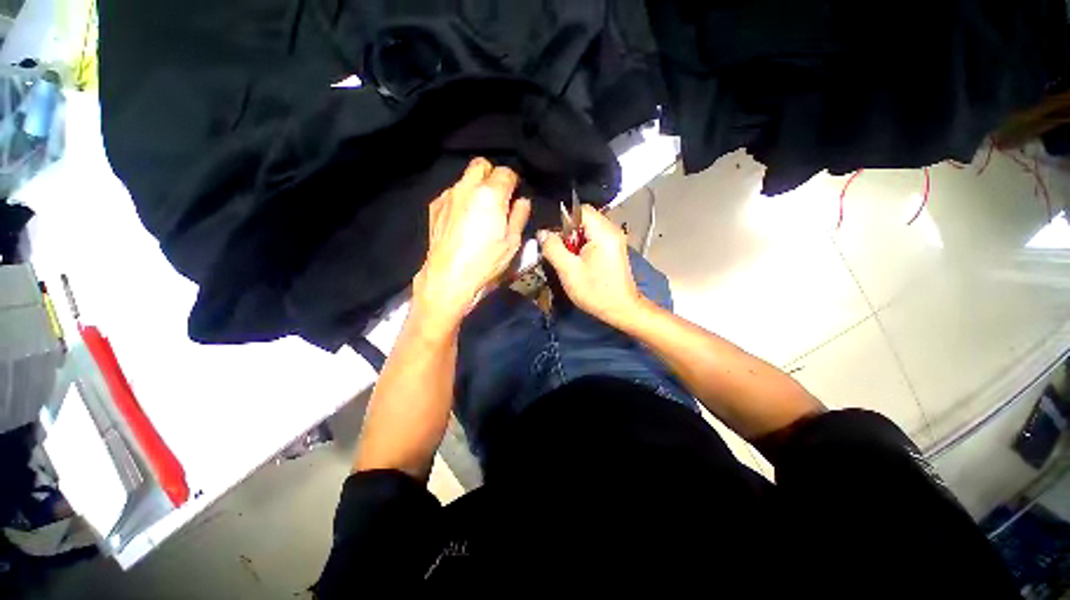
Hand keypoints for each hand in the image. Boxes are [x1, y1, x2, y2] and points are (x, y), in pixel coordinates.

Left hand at [413, 158, 530, 335]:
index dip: (513, 182)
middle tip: (498, 196)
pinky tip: (463, 220)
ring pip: (465, 178)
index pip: (506, 172)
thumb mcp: (512, 242)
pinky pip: (452, 193)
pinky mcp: (435, 207)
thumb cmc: (486, 262)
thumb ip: (520, 216)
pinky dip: (461, 199)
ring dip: (475, 187)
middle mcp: (467, 187)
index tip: (515, 195)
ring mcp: (448, 196)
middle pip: (481, 165)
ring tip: (479, 211)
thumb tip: (522, 202)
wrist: (448, 278)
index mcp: (490, 195)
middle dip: (492, 175)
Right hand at [539, 205, 644, 328]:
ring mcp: (614, 239)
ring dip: (574, 242)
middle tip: (561, 253)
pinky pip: (594, 239)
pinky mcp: (613, 248)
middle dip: (568, 234)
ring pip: (587, 230)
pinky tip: (580, 263)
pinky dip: (583, 247)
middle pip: (583, 219)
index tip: (555, 239)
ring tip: (569, 260)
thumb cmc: (595, 291)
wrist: (621, 309)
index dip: (563, 221)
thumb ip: (553, 248)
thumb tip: (542, 233)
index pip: (580, 209)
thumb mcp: (568, 271)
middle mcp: (612, 230)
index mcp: (603, 232)